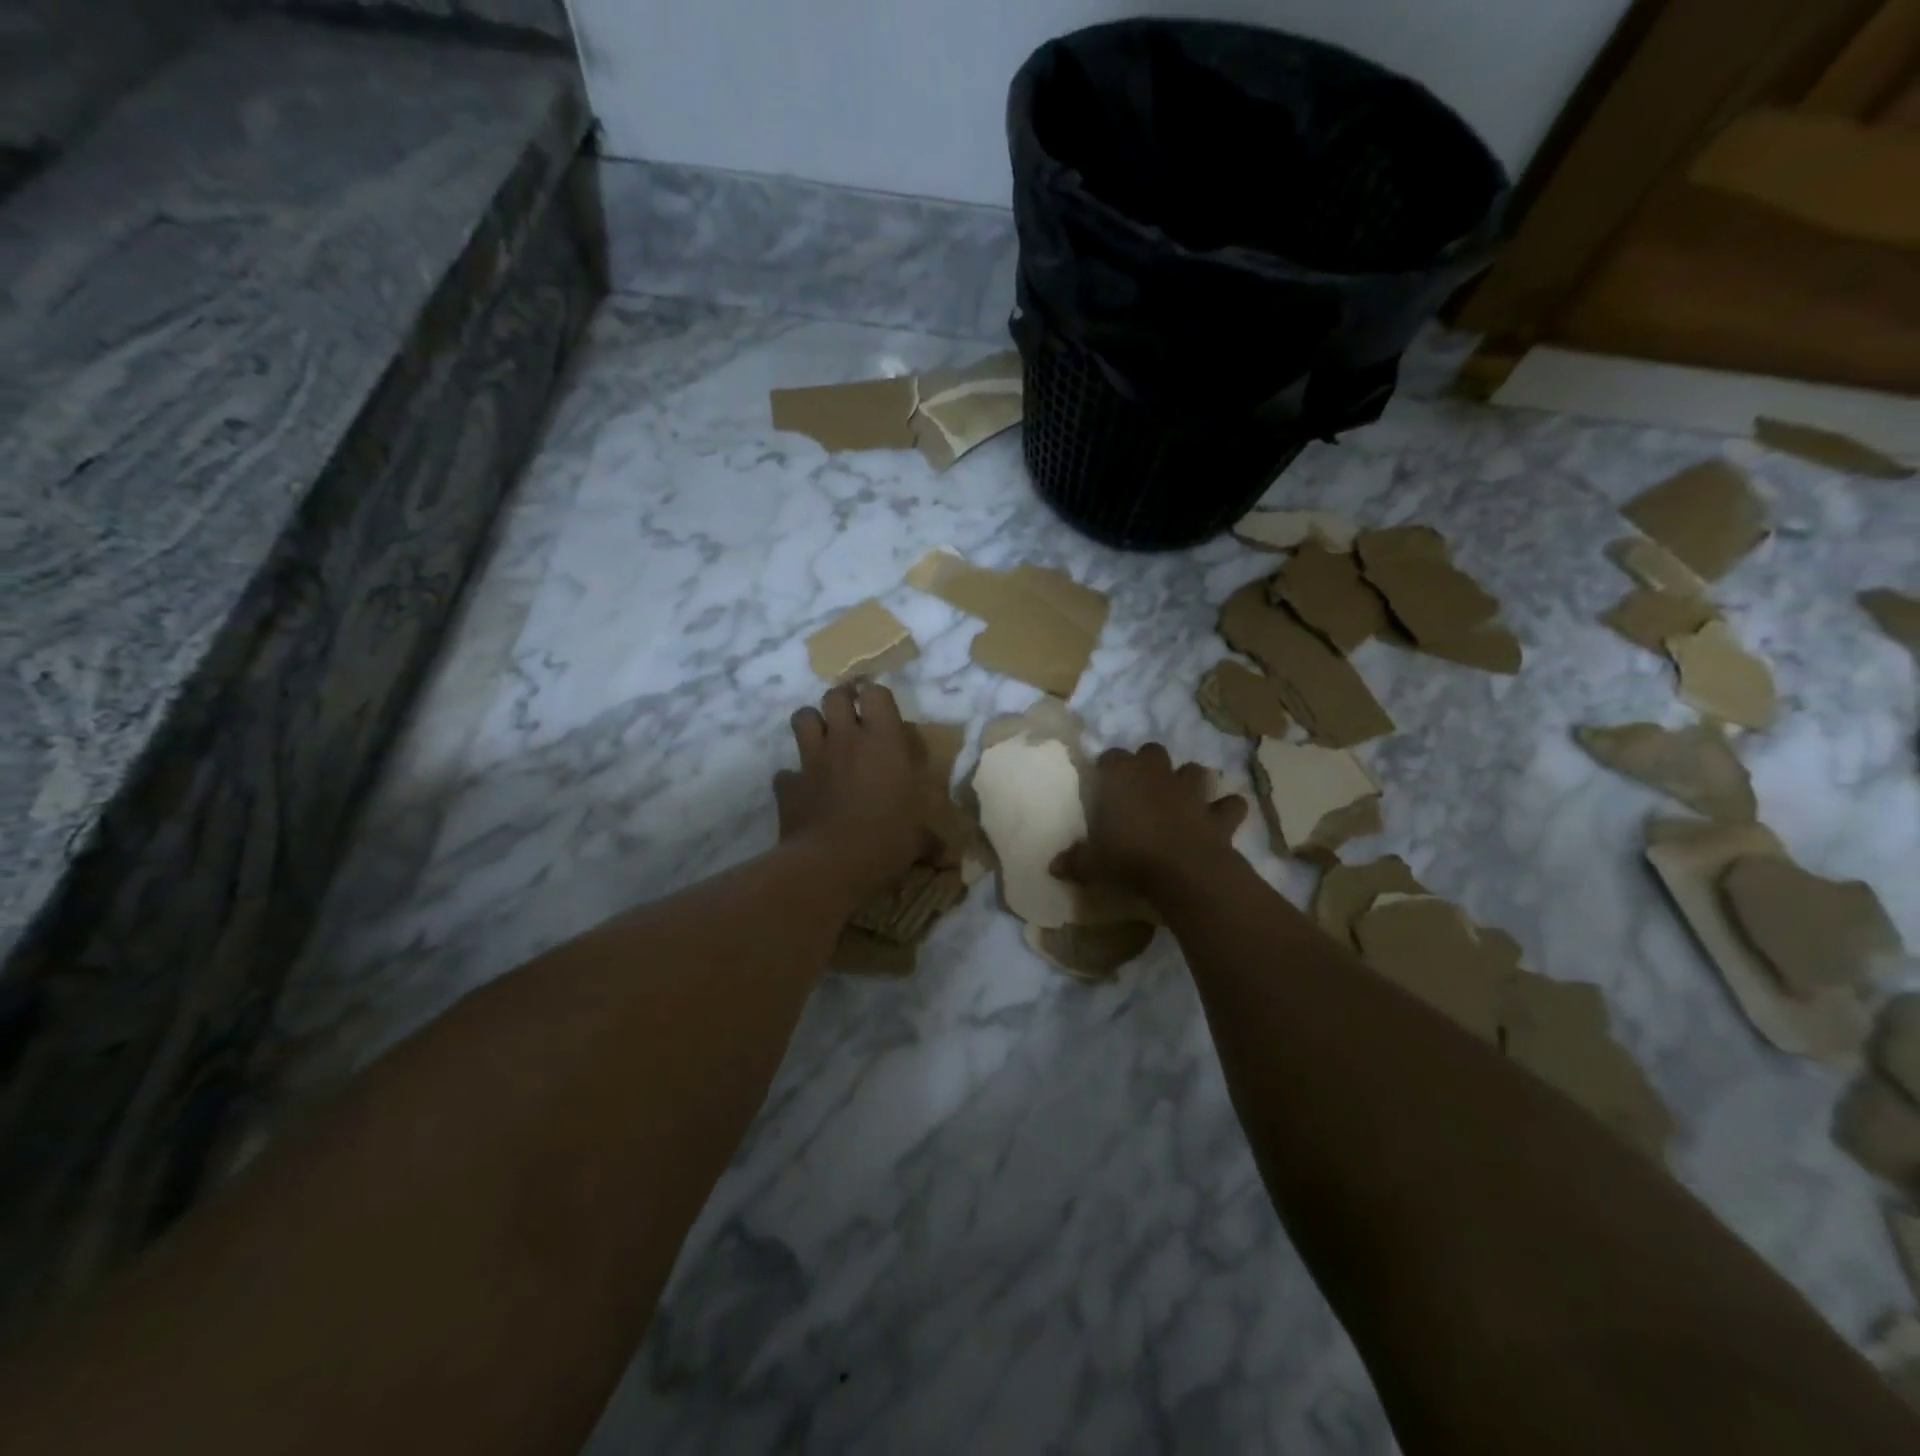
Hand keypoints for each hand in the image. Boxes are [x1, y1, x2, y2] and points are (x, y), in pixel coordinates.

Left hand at [775, 683, 932, 898]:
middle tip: (851, 716)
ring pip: (802, 718)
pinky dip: (793, 778)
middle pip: (835, 696)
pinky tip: (804, 790)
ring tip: (823, 739)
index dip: (877, 698)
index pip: (876, 694)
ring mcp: (812, 760)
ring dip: (812, 724)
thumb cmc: (885, 841)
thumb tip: (948, 857)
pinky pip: (786, 772)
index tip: (882, 712)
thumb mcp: (917, 840)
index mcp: (883, 743)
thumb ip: (929, 840)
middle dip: (842, 700)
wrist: (829, 865)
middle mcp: (846, 741)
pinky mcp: (788, 785)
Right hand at [1054, 743, 1246, 899]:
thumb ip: (1075, 861)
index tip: (1102, 781)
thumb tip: (1052, 867)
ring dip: (1190, 781)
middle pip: (1153, 752)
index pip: (1111, 757)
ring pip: (1195, 771)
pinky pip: (1230, 805)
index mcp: (1122, 777)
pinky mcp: (1218, 814)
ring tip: (1183, 798)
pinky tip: (1221, 818)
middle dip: (1149, 765)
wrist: (1184, 871)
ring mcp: (1192, 791)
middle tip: (1141, 787)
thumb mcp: (1093, 863)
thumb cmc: (1129, 858)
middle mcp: (1158, 775)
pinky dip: (1227, 810)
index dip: (1107, 767)